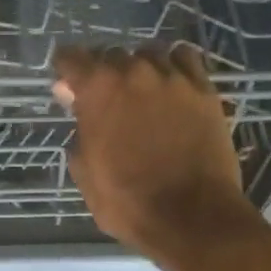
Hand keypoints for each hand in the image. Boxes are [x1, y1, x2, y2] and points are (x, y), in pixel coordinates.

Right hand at [53, 44, 262, 270]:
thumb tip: (75, 103)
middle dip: (103, 72)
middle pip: (110, 54)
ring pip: (149, 53)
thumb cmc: (128, 201)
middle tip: (107, 98)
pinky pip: (185, 58)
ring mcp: (172, 78)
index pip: (71, 57)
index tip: (68, 84)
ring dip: (139, 67)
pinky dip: (174, 64)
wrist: (193, 217)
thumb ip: (78, 130)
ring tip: (142, 89)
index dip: (66, 69)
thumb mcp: (85, 172)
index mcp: (97, 90)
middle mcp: (133, 72)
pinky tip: (172, 82)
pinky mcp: (204, 89)